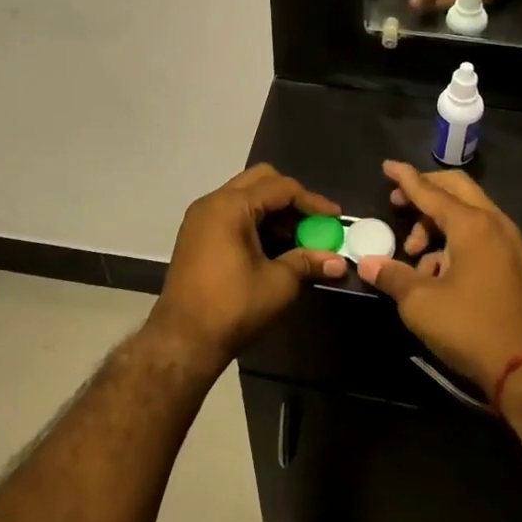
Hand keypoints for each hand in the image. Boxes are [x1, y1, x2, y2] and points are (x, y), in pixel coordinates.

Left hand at [147, 165, 348, 375]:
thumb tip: (339, 262)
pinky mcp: (196, 234)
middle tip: (313, 222)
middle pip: (260, 181)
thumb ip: (308, 262)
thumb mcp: (278, 283)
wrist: (183, 340)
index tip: (336, 218)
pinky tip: (273, 246)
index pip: (280, 188)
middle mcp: (212, 202)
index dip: (312, 201)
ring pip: (245, 196)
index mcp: (231, 206)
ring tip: (298, 237)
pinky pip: (232, 213)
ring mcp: (200, 218)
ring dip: (273, 211)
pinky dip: (255, 221)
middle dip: (291, 198)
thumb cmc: (232, 307)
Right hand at [356, 161, 521, 392]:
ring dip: (438, 224)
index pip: (431, 191)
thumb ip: (391, 275)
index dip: (405, 178)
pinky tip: (439, 273)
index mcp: (472, 224)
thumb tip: (367, 263)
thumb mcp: (420, 303)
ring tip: (416, 256)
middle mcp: (496, 223)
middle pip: (456, 190)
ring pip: (469, 213)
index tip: (387, 166)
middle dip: (424, 193)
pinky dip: (456, 240)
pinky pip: (481, 235)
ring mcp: (511, 243)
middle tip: (398, 204)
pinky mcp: (517, 263)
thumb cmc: (470, 327)